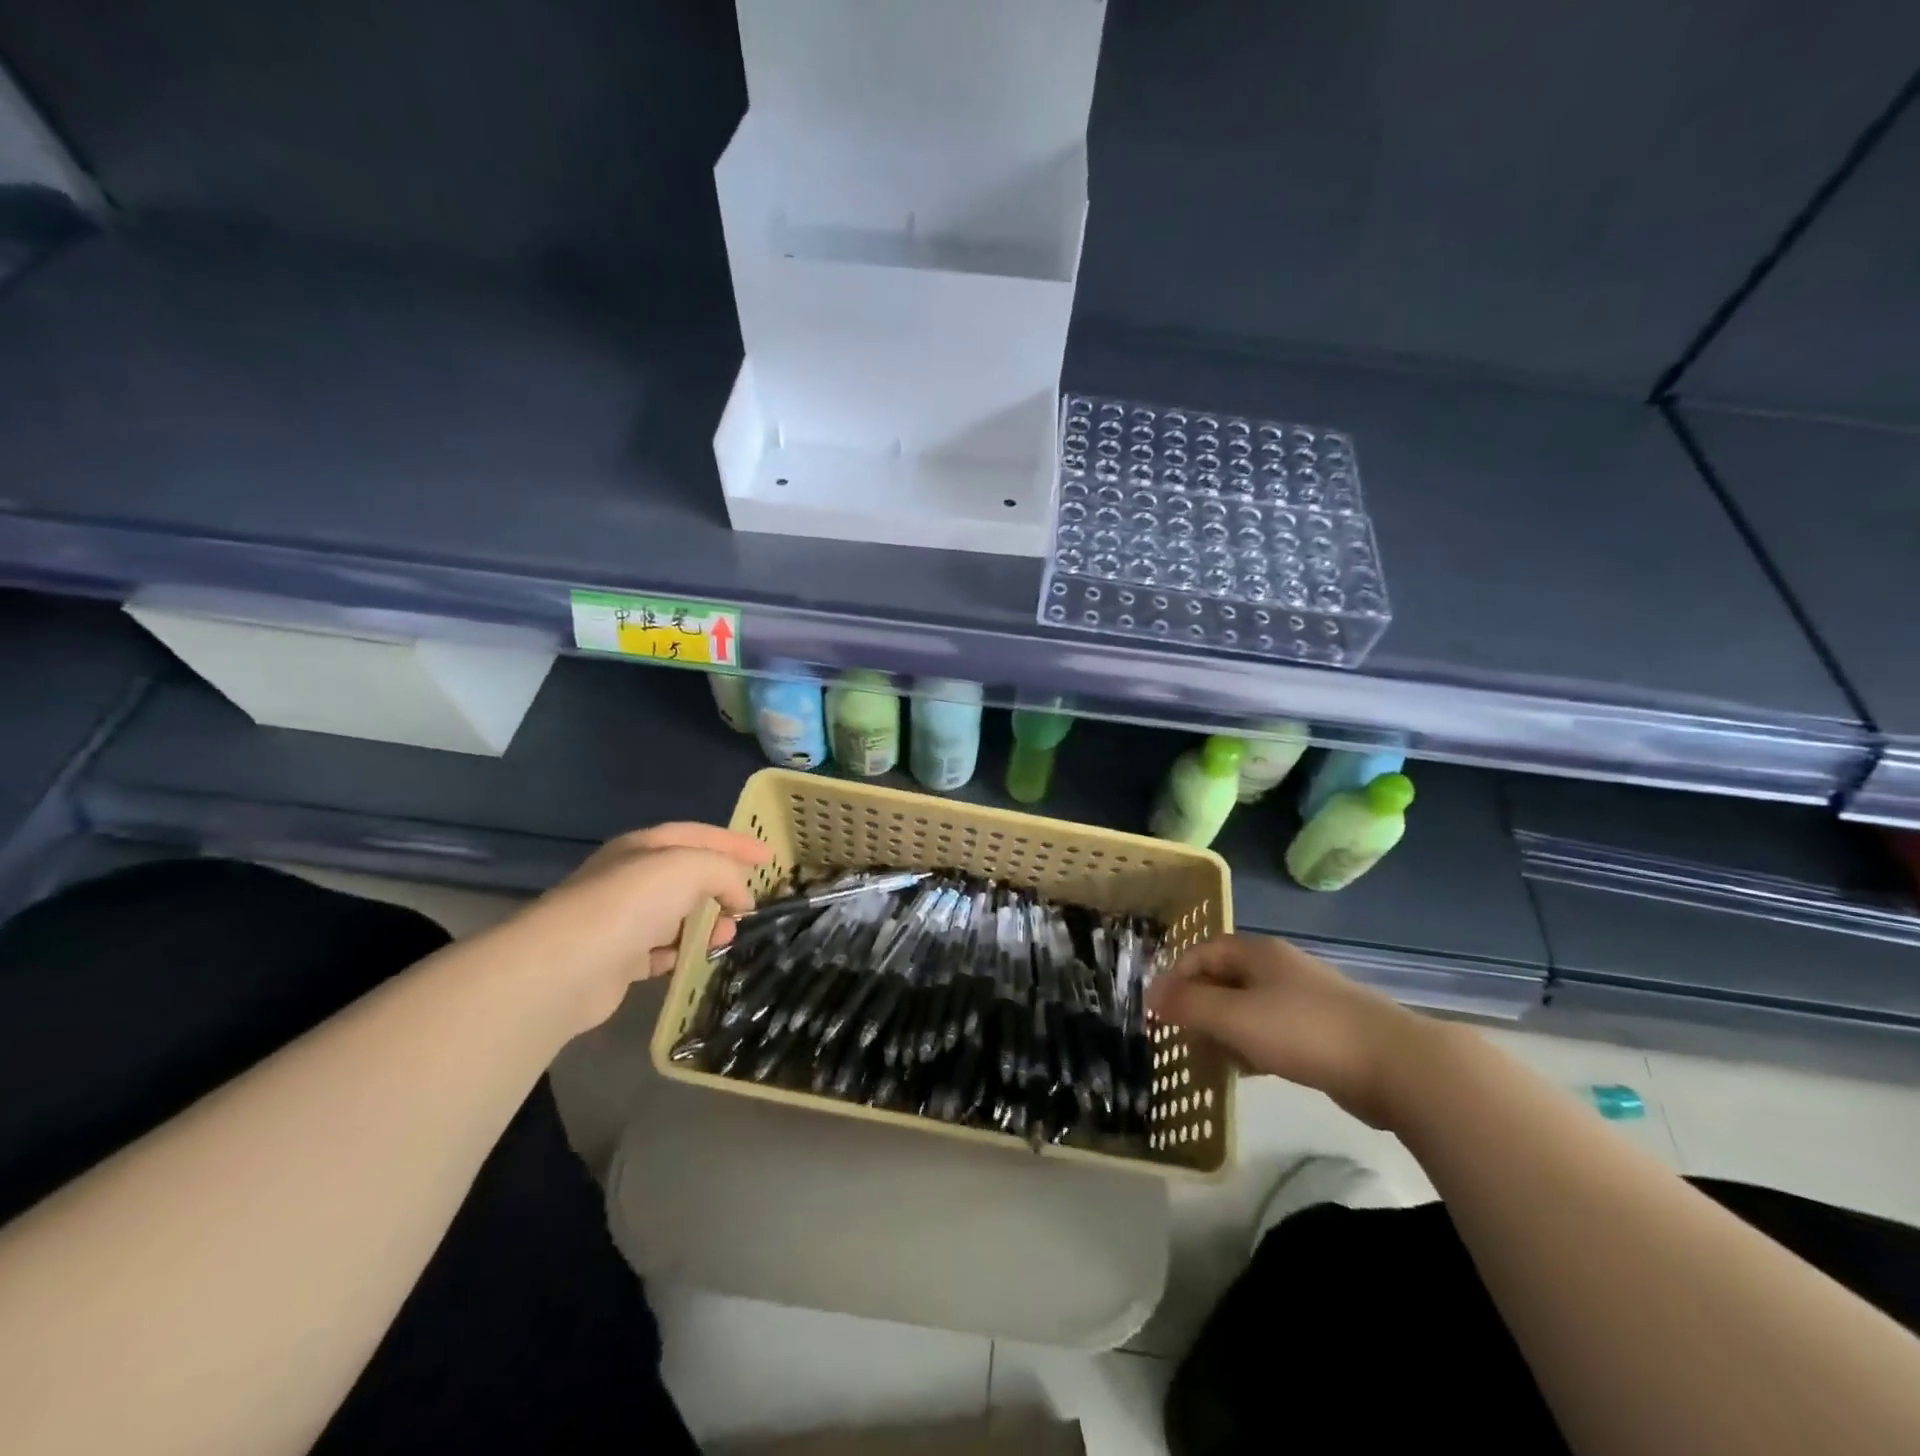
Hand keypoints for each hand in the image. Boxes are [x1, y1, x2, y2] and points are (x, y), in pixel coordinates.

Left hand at [499, 822, 772, 1032]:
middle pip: (688, 875)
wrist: (567, 967)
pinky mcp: (616, 960)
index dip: (736, 843)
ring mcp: (620, 920)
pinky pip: (660, 951)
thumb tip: (740, 898)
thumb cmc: (631, 903)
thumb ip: (725, 871)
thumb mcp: (691, 867)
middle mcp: (630, 878)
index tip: (770, 857)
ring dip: (706, 923)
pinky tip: (696, 959)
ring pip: (676, 914)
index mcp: (644, 847)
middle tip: (748, 906)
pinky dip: (682, 952)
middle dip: (723, 887)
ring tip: (727, 937)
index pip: (699, 835)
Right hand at [1146, 934, 1429, 1126]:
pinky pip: (1273, 1030)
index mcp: (1257, 953)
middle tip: (1179, 1038)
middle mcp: (1279, 968)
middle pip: (1224, 978)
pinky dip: (1252, 1045)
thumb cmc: (1305, 1032)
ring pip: (1248, 1007)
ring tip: (1208, 1060)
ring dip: (1223, 1029)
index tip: (1157, 1011)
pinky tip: (1249, 1071)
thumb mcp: (1235, 1017)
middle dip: (1197, 1006)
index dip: (1175, 977)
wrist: (1397, 1066)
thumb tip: (1152, 997)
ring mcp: (1305, 998)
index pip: (1202, 952)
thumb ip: (1190, 1006)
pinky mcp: (1324, 1031)